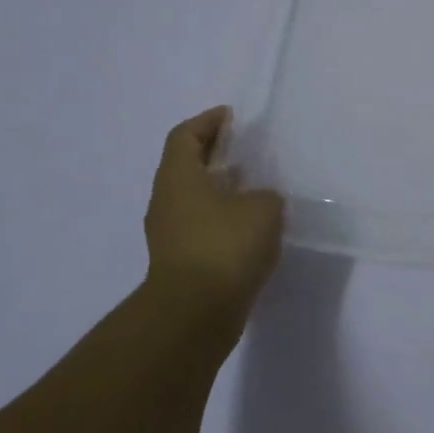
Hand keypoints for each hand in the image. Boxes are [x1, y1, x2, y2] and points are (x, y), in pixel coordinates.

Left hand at [144, 107, 284, 333]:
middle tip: (247, 149)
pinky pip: (201, 226)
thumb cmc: (225, 246)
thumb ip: (265, 195)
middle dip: (215, 154)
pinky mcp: (181, 261)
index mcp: (179, 177)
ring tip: (255, 187)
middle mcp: (167, 200)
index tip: (232, 117)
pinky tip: (251, 225)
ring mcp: (170, 233)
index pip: (185, 135)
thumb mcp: (263, 208)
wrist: (195, 314)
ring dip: (220, 188)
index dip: (208, 122)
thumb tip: (258, 201)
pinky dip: (222, 217)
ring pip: (194, 198)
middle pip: (187, 165)